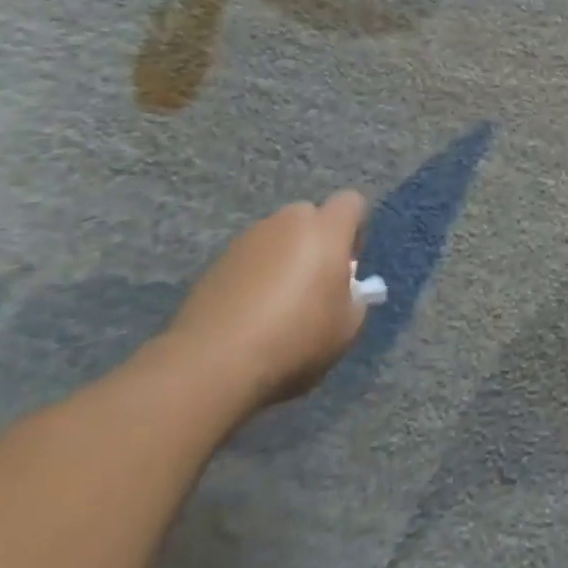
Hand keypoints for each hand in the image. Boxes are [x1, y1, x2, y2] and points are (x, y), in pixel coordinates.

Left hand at [163, 191, 369, 418]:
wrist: (212, 364)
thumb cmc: (295, 339)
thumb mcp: (347, 328)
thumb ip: (355, 299)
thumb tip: (346, 292)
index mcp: (325, 229)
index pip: (352, 202)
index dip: (355, 229)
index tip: (348, 266)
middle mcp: (286, 222)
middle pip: (310, 217)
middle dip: (316, 242)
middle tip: (314, 286)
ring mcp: (246, 240)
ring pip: (277, 239)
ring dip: (283, 260)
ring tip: (276, 307)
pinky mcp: (216, 264)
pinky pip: (248, 261)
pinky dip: (254, 279)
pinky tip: (248, 318)